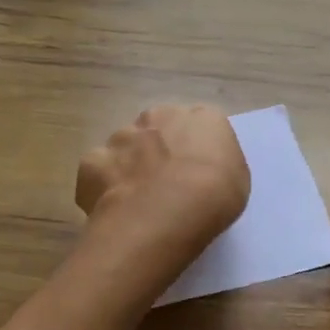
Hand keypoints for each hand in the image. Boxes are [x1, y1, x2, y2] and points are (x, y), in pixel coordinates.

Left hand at [76, 105, 249, 268]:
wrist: (165, 213)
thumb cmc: (213, 196)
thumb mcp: (237, 180)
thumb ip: (217, 164)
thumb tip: (200, 168)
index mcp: (202, 117)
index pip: (200, 125)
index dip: (195, 151)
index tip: (196, 174)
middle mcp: (159, 116)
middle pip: (158, 129)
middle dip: (158, 151)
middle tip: (164, 186)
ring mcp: (122, 136)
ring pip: (125, 148)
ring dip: (129, 167)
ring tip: (136, 202)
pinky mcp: (93, 161)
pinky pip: (98, 172)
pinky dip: (102, 188)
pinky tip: (113, 209)